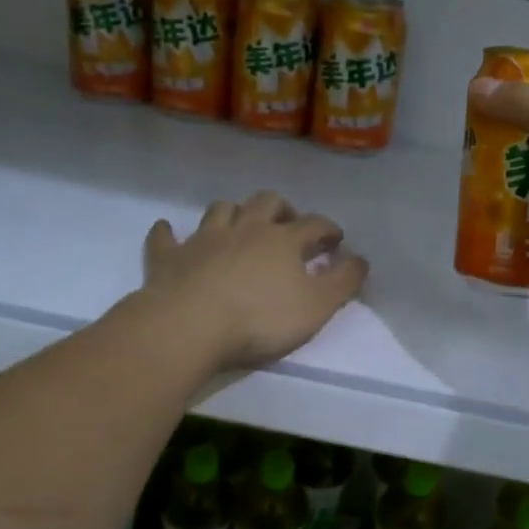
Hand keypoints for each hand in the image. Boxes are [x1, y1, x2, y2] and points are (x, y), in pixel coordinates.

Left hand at [140, 191, 367, 370]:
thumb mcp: (317, 307)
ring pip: (221, 210)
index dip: (328, 229)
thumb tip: (361, 259)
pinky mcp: (170, 257)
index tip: (336, 241)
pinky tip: (169, 230)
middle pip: (267, 202)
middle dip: (282, 208)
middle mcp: (245, 229)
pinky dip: (169, 232)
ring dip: (233, 212)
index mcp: (283, 240)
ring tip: (240, 225)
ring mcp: (204, 239)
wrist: (190, 325)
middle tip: (288, 225)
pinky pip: (166, 237)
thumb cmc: (261, 319)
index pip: (314, 224)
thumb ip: (343, 281)